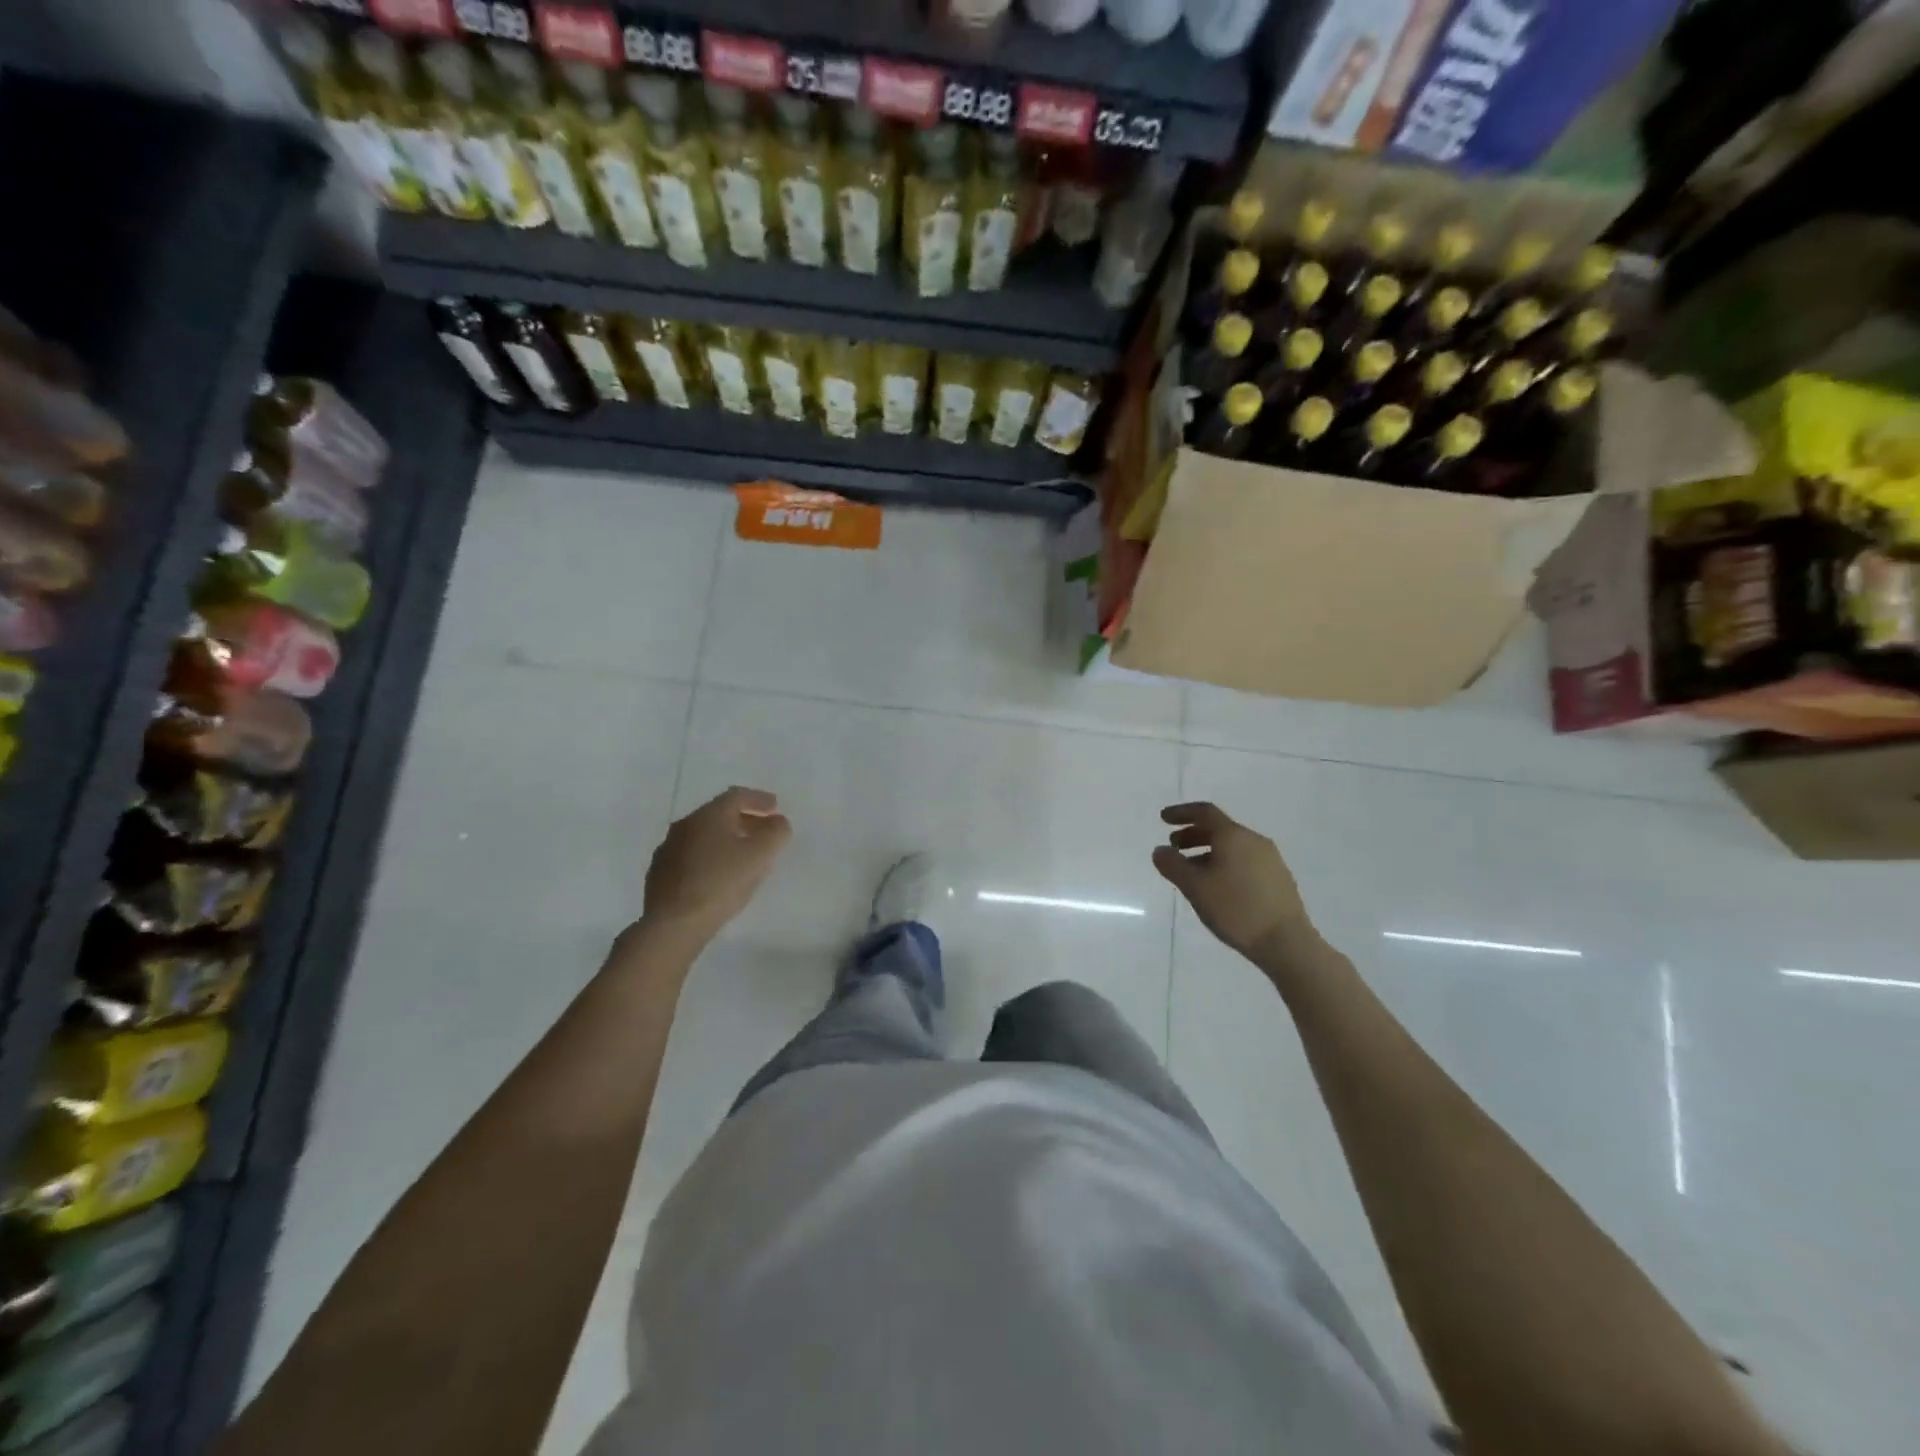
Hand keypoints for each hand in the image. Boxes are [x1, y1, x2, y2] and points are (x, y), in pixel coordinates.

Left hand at [640, 787, 791, 946]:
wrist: (673, 924)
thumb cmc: (720, 882)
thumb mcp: (760, 855)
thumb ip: (775, 833)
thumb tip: (778, 823)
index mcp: (708, 815)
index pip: (736, 796)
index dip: (759, 799)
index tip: (776, 808)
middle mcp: (684, 826)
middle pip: (719, 815)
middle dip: (745, 820)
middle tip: (764, 832)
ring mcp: (668, 851)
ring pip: (704, 837)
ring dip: (727, 840)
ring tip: (745, 856)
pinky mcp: (660, 876)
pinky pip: (692, 857)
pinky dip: (711, 858)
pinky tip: (720, 876)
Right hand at [1153, 802, 1318, 964]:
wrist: (1286, 942)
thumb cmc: (1235, 909)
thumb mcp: (1195, 887)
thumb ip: (1173, 865)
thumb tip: (1160, 850)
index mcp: (1233, 836)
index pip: (1204, 812)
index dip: (1182, 812)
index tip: (1163, 819)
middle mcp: (1254, 840)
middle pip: (1219, 829)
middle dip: (1193, 834)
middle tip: (1174, 847)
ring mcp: (1270, 859)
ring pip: (1232, 846)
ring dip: (1208, 851)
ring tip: (1192, 871)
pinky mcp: (1279, 878)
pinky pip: (1244, 860)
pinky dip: (1224, 863)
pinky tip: (1218, 886)